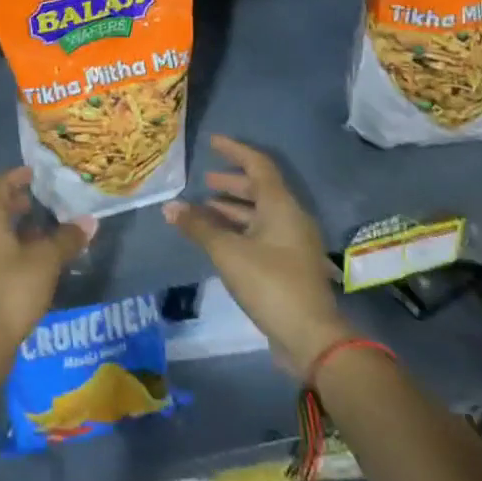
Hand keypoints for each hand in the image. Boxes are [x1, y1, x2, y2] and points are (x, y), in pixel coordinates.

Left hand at [0, 168, 94, 375]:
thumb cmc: (11, 290)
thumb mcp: (46, 262)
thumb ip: (67, 239)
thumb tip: (89, 221)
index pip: (0, 185)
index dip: (18, 177)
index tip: (34, 173)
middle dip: (16, 206)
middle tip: (41, 205)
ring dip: (12, 231)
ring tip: (39, 237)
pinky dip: (4, 251)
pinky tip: (24, 266)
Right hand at [164, 134, 353, 377]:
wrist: (311, 338)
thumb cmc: (270, 283)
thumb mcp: (228, 252)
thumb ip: (198, 226)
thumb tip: (169, 206)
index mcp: (281, 206)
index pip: (258, 165)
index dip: (234, 151)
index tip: (211, 142)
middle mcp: (291, 218)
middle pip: (260, 189)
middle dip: (231, 182)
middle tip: (205, 180)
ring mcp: (293, 243)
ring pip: (260, 214)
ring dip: (233, 208)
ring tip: (203, 209)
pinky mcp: (290, 266)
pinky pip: (262, 234)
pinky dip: (239, 229)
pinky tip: (218, 239)